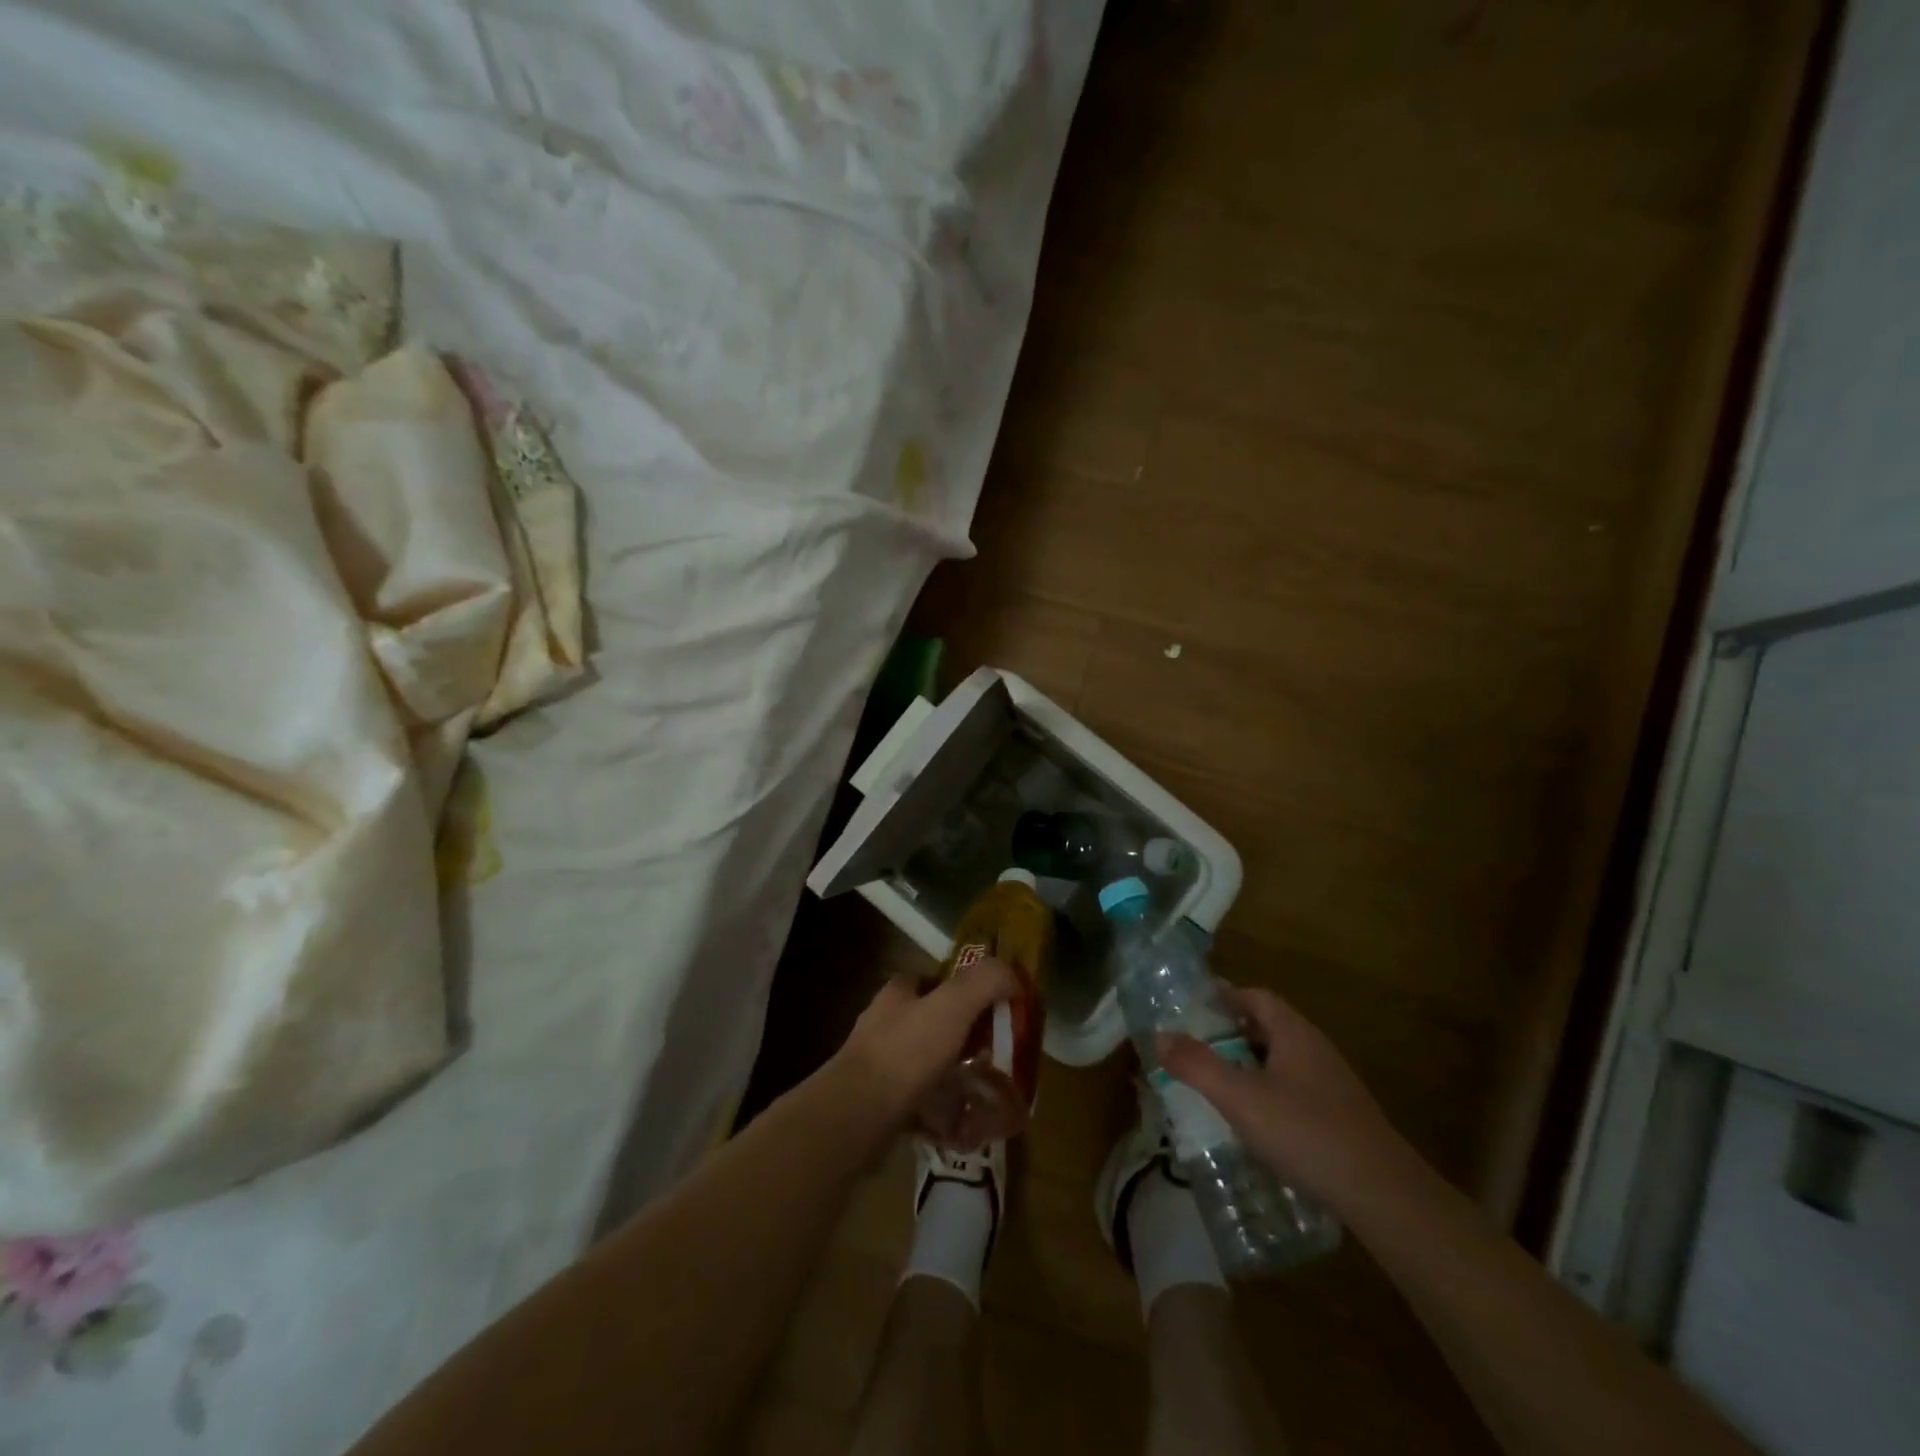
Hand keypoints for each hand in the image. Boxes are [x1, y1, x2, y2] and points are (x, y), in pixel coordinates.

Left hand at [827, 956, 1019, 1133]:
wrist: (857, 1114)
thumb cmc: (906, 1051)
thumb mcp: (953, 1005)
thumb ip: (984, 982)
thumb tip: (1013, 976)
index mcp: (898, 994)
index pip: (932, 980)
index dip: (963, 990)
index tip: (991, 1010)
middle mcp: (883, 1023)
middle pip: (929, 1021)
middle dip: (959, 1036)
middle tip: (992, 1055)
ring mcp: (876, 1065)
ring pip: (922, 1062)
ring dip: (949, 1074)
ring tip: (981, 1092)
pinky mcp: (875, 1102)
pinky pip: (915, 1100)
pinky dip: (936, 1109)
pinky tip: (958, 1124)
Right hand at [1159, 985, 1411, 1216]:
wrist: (1384, 1195)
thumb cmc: (1306, 1133)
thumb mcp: (1240, 1098)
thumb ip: (1197, 1065)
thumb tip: (1160, 1035)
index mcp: (1295, 1033)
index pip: (1257, 997)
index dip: (1226, 997)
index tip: (1195, 1008)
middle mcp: (1316, 1050)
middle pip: (1270, 1027)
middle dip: (1232, 1033)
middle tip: (1197, 1046)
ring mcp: (1333, 1085)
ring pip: (1283, 1061)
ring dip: (1251, 1065)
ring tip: (1219, 1083)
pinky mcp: (1342, 1118)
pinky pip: (1296, 1090)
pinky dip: (1270, 1093)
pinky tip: (1256, 1122)